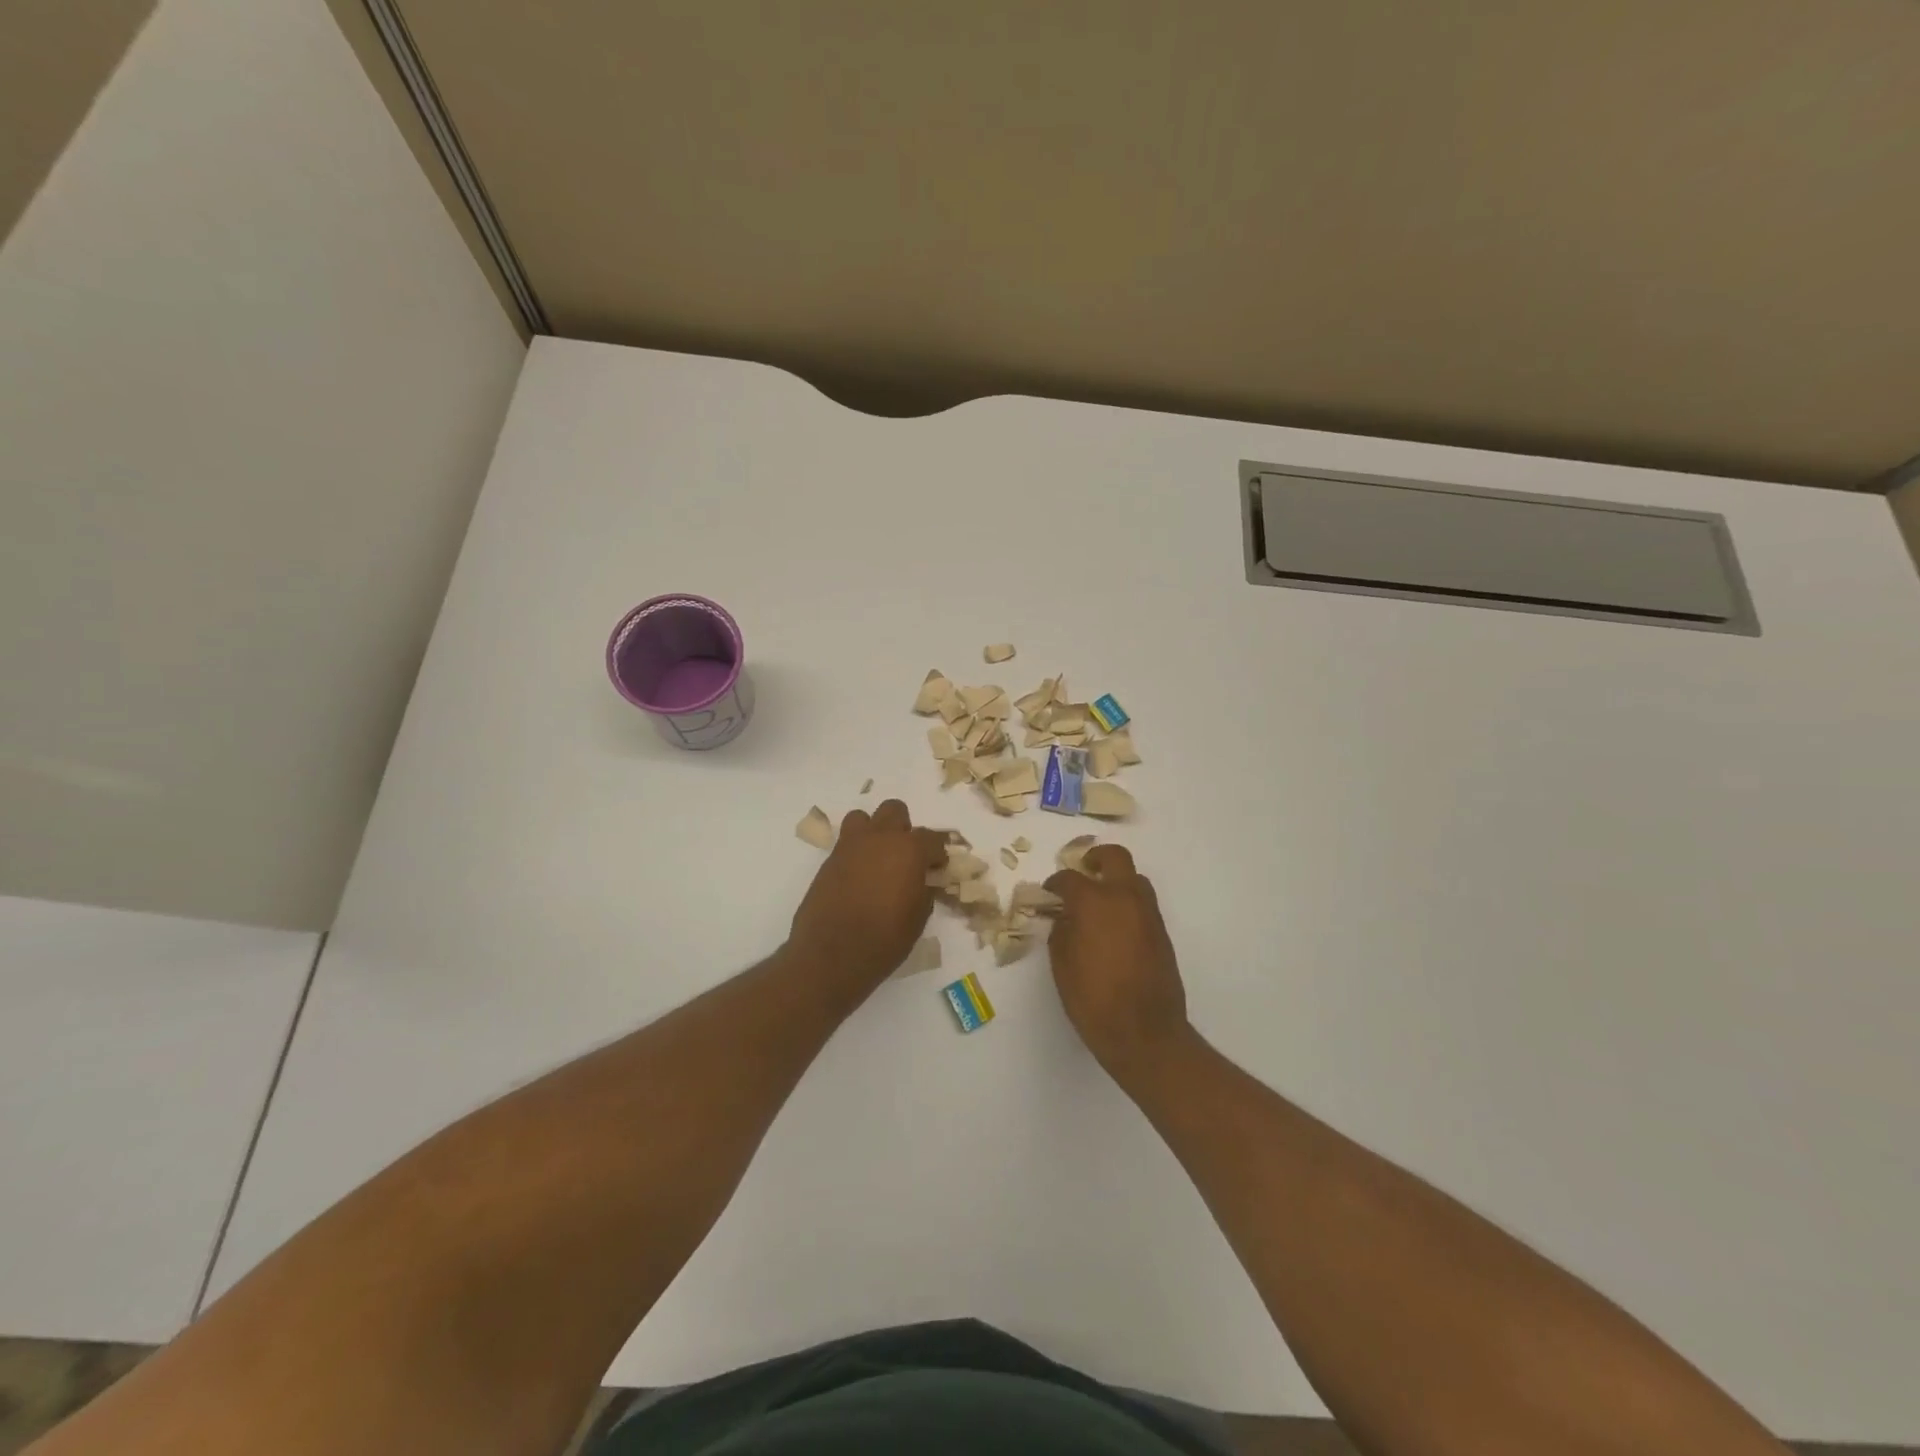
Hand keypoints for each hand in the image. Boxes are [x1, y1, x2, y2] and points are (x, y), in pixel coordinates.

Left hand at [788, 800, 946, 1005]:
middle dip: (904, 829)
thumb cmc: (884, 940)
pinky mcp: (829, 860)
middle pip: (894, 811)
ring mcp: (850, 846)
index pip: (932, 838)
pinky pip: (846, 843)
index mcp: (909, 850)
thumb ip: (924, 891)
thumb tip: (923, 882)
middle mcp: (879, 838)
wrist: (831, 955)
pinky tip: (859, 877)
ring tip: (878, 859)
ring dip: (874, 832)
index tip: (937, 868)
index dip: (937, 853)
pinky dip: (856, 852)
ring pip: (864, 818)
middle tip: (906, 856)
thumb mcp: (917, 918)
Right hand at [1045, 845, 1192, 1081]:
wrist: (1144, 1032)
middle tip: (1083, 872)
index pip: (1069, 878)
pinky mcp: (1162, 932)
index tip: (1049, 893)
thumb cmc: (1093, 999)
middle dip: (1096, 858)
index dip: (1055, 883)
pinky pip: (1143, 904)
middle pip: (1114, 857)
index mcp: (1094, 902)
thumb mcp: (1062, 964)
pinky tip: (1114, 928)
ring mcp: (1148, 913)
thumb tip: (1066, 917)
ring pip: (1134, 879)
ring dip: (1116, 881)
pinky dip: (1128, 904)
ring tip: (1099, 902)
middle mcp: (1125, 898)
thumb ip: (1062, 930)